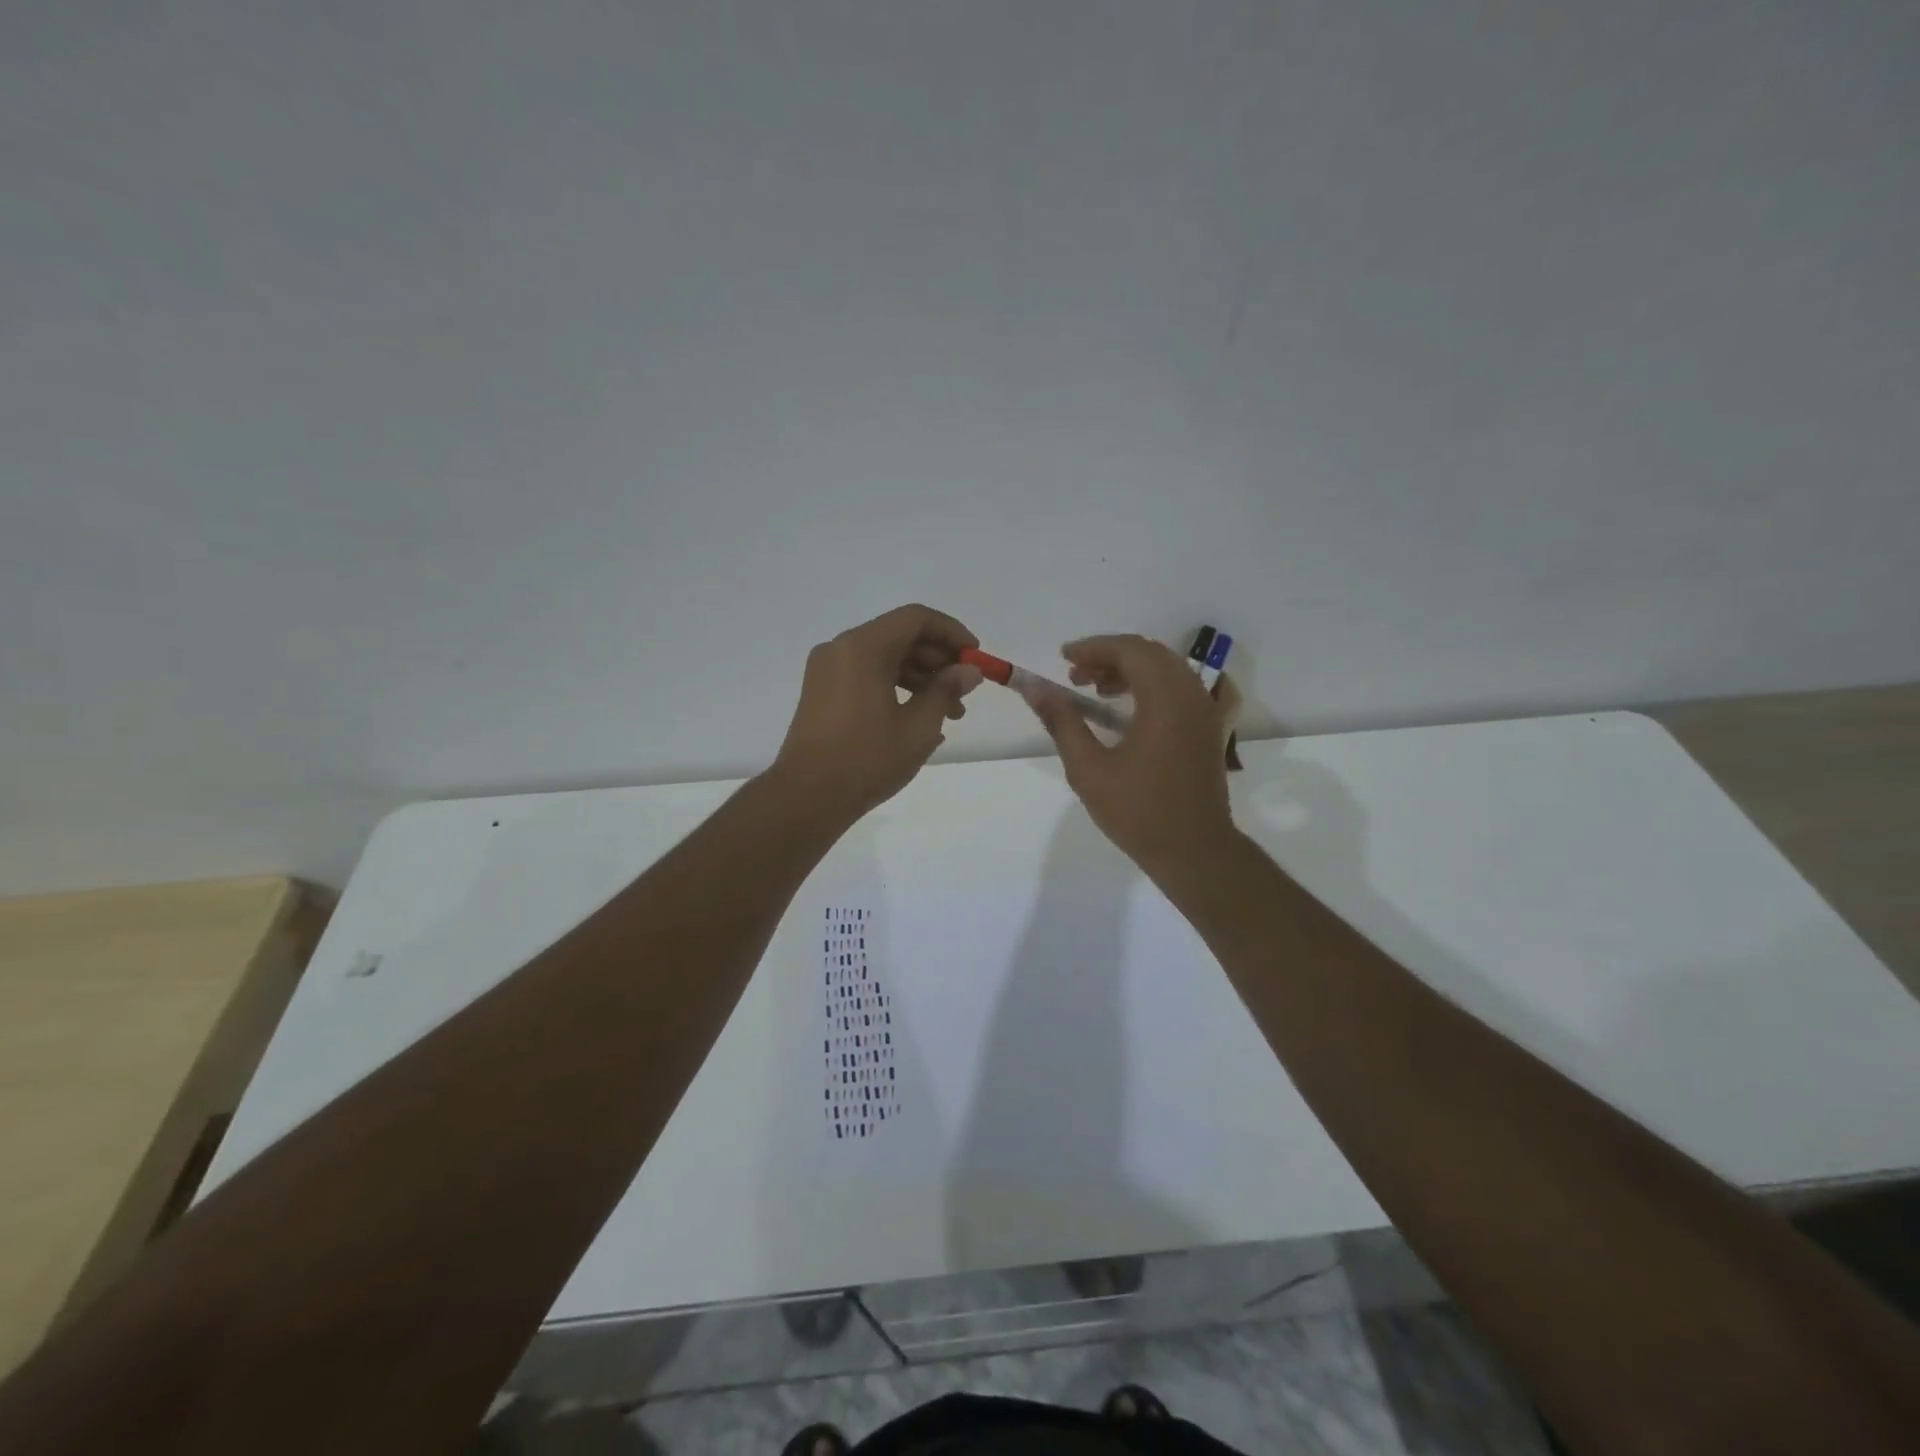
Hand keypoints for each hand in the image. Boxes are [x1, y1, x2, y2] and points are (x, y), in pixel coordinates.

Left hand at [771, 604, 981, 824]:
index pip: (916, 619)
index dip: (951, 632)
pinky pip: (866, 675)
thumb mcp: (918, 727)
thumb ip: (946, 690)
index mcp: (863, 647)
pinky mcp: (822, 692)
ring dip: (920, 678)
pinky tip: (919, 720)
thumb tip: (968, 671)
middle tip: (965, 692)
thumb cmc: (866, 759)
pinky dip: (896, 688)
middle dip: (937, 660)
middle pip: (899, 636)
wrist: (807, 797)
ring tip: (950, 714)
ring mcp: (827, 670)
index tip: (975, 657)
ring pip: (884, 658)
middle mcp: (841, 649)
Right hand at [1023, 635, 1237, 877]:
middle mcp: (1191, 695)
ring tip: (1096, 691)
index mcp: (1165, 700)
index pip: (1130, 650)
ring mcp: (1206, 711)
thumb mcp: (1088, 769)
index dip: (1093, 647)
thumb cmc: (1138, 812)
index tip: (1063, 658)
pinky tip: (1132, 705)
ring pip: (1168, 669)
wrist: (1193, 851)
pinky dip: (1156, 685)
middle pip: (1150, 654)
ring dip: (1131, 670)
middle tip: (1075, 676)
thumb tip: (1034, 689)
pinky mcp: (1210, 728)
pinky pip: (1185, 689)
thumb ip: (1062, 722)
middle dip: (1109, 657)